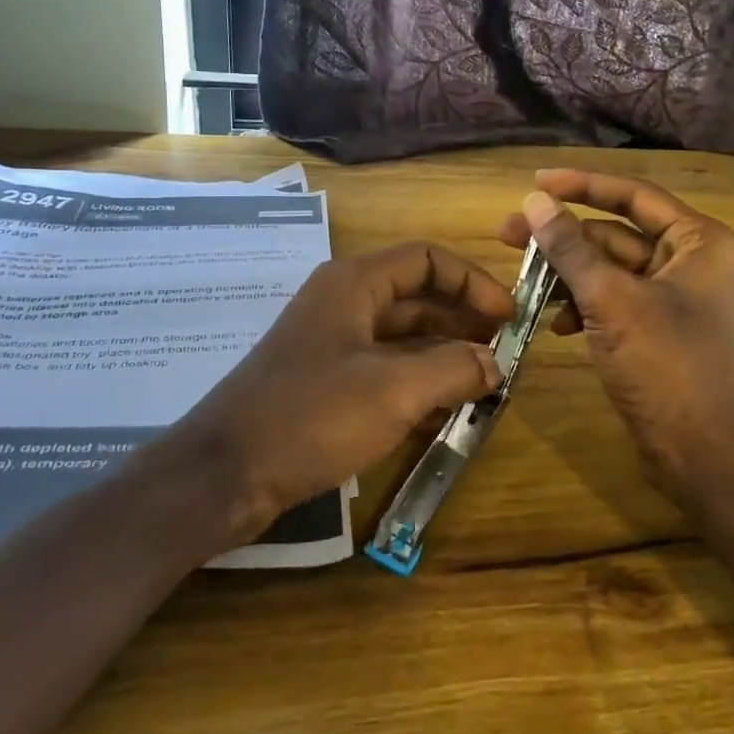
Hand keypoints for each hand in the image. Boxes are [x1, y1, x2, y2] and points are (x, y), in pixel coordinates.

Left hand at [181, 243, 515, 538]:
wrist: (225, 474)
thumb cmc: (311, 415)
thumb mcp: (394, 390)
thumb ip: (454, 369)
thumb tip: (496, 364)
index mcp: (355, 284)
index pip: (427, 259)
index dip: (473, 281)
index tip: (509, 316)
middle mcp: (344, 304)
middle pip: (417, 298)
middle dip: (464, 320)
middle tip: (506, 352)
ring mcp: (333, 345)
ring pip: (403, 338)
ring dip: (445, 355)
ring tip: (487, 382)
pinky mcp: (326, 384)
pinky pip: (385, 371)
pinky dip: (419, 383)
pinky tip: (449, 410)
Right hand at [497, 170, 733, 498]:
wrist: (702, 452)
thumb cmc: (665, 365)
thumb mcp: (611, 300)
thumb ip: (570, 248)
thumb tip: (534, 202)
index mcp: (699, 241)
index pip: (633, 196)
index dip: (582, 185)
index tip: (534, 184)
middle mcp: (692, 261)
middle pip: (616, 234)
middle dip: (564, 237)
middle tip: (508, 235)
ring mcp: (675, 298)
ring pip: (610, 270)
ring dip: (568, 275)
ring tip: (523, 281)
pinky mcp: (657, 329)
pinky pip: (613, 301)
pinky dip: (584, 307)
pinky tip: (556, 324)